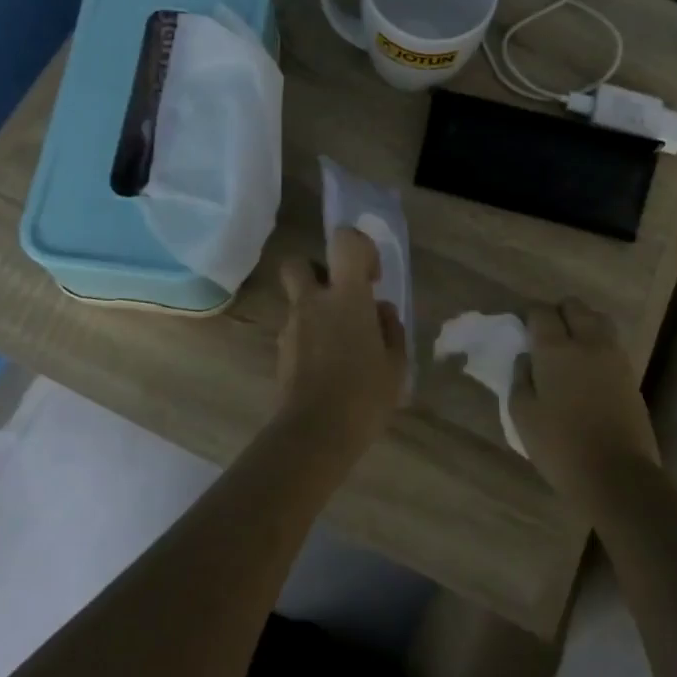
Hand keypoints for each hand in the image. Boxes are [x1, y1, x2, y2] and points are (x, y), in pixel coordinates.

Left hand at [274, 226, 407, 441]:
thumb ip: (391, 330)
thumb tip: (380, 313)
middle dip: (317, 272)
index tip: (371, 278)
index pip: (344, 242)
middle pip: (298, 263)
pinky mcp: (280, 353)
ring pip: (298, 301)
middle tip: (341, 299)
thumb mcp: (396, 364)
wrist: (315, 434)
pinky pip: (296, 331)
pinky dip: (310, 338)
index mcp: (346, 297)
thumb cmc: (364, 395)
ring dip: (316, 311)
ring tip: (343, 347)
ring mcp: (291, 327)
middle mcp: (312, 303)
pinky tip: (329, 368)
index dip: (360, 248)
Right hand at [510, 298, 658, 505]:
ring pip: (598, 320)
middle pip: (574, 306)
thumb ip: (520, 377)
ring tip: (569, 349)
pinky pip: (611, 343)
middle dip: (557, 313)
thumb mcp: (522, 414)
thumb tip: (527, 357)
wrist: (617, 475)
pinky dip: (597, 344)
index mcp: (555, 349)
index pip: (541, 312)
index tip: (521, 331)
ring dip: (581, 324)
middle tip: (545, 337)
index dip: (528, 316)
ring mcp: (614, 357)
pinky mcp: (630, 374)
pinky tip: (586, 368)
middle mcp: (587, 342)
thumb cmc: (560, 445)